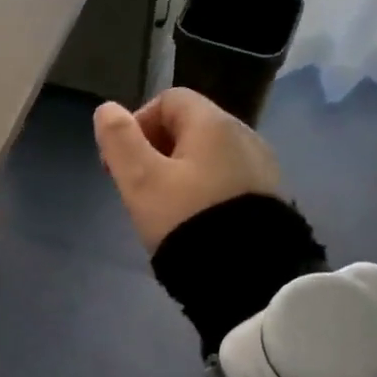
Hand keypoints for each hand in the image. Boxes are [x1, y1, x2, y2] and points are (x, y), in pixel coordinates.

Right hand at [94, 88, 281, 252]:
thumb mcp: (141, 180)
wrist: (250, 277)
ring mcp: (261, 167)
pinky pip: (227, 179)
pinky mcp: (269, 198)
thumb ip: (119, 140)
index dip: (138, 123)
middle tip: (139, 188)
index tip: (124, 162)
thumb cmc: (187, 219)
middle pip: (189, 126)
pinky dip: (204, 190)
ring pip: (207, 156)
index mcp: (213, 123)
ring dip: (180, 172)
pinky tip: (195, 221)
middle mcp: (244, 135)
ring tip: (165, 209)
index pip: (169, 100)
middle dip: (156, 150)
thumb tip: (107, 109)